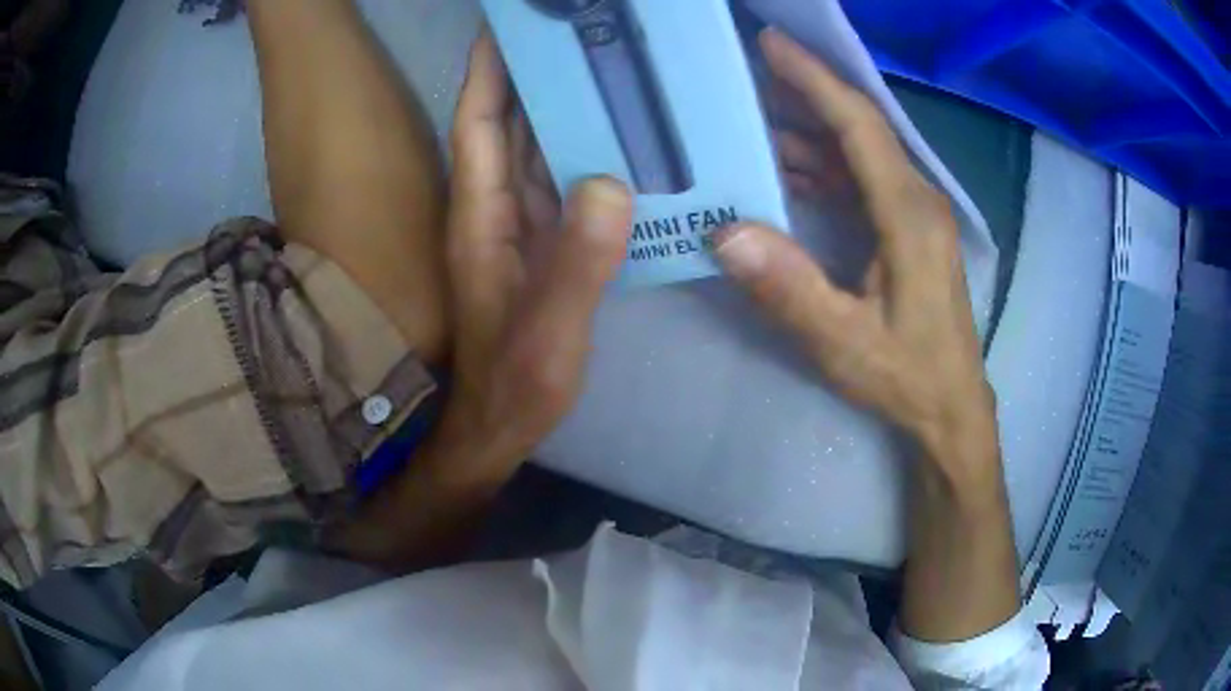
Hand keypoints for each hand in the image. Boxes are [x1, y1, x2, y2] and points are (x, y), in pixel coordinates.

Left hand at [432, 31, 633, 480]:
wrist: (501, 425)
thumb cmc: (515, 384)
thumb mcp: (548, 332)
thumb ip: (577, 264)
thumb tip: (610, 183)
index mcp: (481, 218)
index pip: (478, 126)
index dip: (487, 72)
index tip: (507, 26)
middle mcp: (495, 211)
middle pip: (508, 126)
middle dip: (531, 75)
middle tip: (575, 36)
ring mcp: (521, 228)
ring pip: (535, 150)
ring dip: (560, 108)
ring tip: (603, 69)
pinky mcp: (545, 245)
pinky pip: (562, 183)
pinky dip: (583, 153)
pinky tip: (619, 141)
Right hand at [716, 29, 996, 485]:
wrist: (951, 408)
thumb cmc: (907, 376)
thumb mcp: (844, 342)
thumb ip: (790, 288)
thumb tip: (726, 232)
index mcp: (908, 214)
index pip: (859, 125)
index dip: (815, 79)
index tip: (772, 43)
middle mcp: (916, 200)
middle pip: (858, 128)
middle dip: (804, 93)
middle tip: (745, 73)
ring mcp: (913, 214)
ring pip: (858, 153)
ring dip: (808, 131)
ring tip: (750, 118)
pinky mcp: (907, 230)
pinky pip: (861, 180)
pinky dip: (821, 166)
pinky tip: (785, 170)